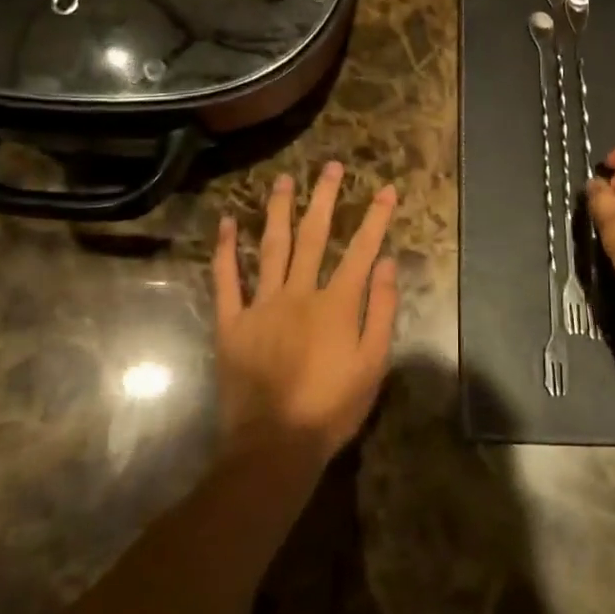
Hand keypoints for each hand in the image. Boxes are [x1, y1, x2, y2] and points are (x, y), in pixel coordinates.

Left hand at [213, 162, 399, 477]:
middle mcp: (299, 292)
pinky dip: (226, 250)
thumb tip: (388, 263)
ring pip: (272, 246)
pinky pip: (227, 279)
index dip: (376, 217)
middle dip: (325, 198)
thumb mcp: (372, 365)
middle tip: (331, 166)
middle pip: (314, 235)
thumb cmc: (331, 408)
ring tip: (283, 179)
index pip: (362, 249)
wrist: (274, 447)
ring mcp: (262, 303)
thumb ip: (382, 310)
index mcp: (336, 303)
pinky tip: (226, 223)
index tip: (386, 188)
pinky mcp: (232, 321)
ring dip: (279, 210)